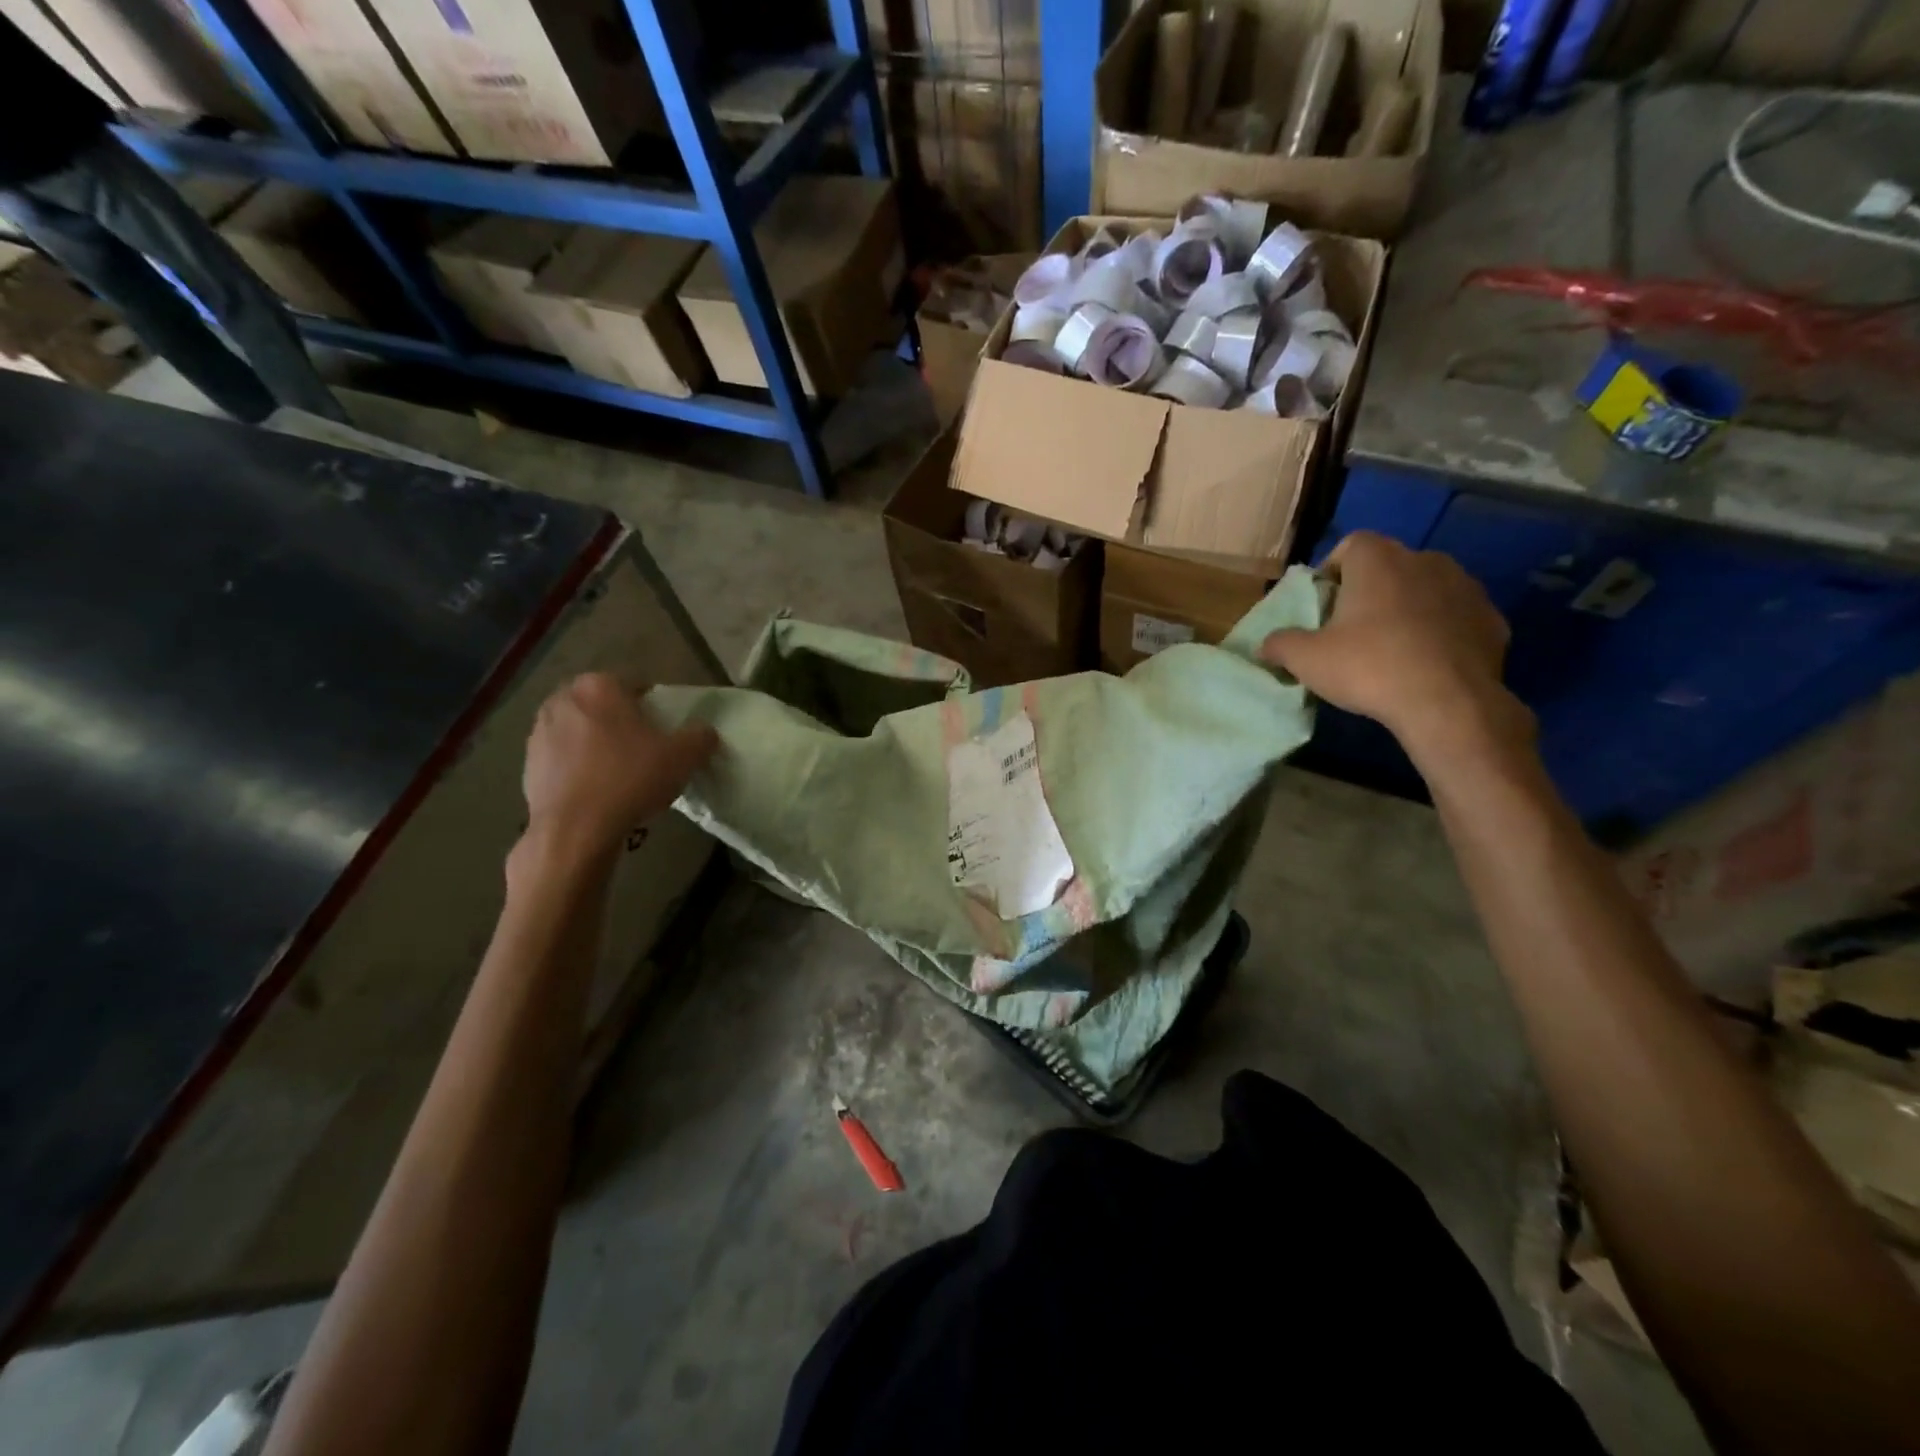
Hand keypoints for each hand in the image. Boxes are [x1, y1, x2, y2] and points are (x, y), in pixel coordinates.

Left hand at [519, 672, 717, 860]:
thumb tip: (704, 732)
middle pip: (602, 706)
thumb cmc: (630, 779)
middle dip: (620, 722)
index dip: (653, 706)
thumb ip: (700, 736)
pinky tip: (597, 792)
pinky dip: (578, 769)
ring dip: (596, 745)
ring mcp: (539, 733)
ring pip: (579, 731)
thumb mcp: (683, 757)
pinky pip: (562, 759)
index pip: (634, 685)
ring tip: (619, 774)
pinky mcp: (527, 765)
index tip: (664, 731)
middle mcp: (562, 700)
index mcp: (598, 686)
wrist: (575, 830)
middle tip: (643, 750)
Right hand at [1260, 532, 1531, 767]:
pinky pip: (1455, 617)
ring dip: (1407, 608)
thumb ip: (1280, 644)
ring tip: (1391, 647)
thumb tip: (1265, 645)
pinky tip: (1426, 663)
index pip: (1350, 545)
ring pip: (1425, 589)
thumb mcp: (1306, 660)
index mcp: (1378, 560)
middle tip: (1351, 629)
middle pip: (1388, 566)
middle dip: (1369, 590)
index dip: (1332, 572)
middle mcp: (1425, 560)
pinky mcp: (1492, 619)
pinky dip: (1440, 631)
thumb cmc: (1369, 667)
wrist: (1449, 703)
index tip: (1323, 605)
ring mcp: (1465, 587)